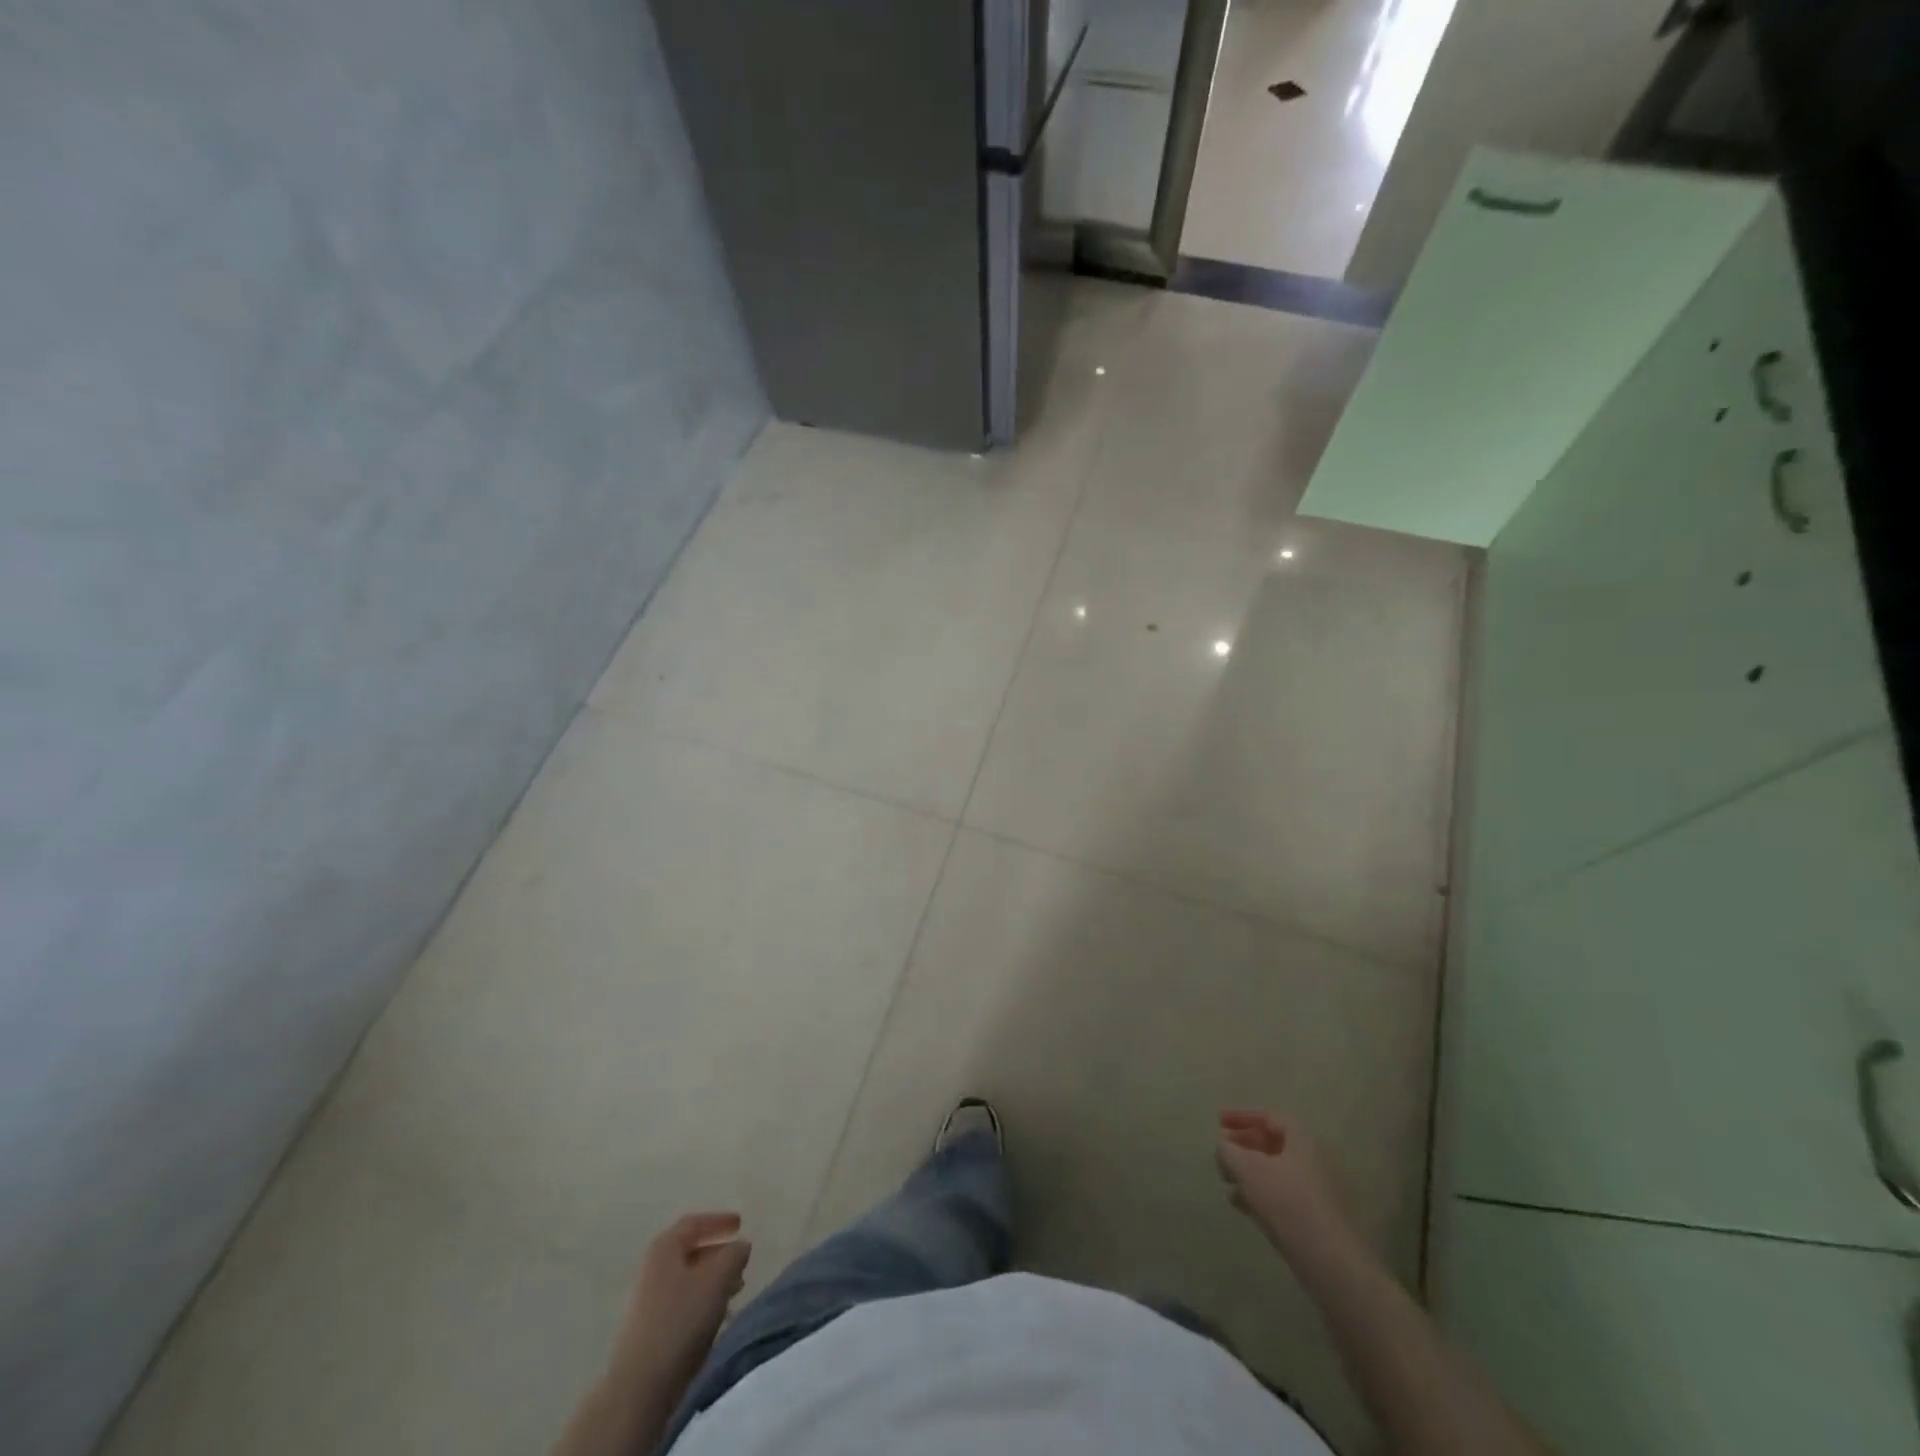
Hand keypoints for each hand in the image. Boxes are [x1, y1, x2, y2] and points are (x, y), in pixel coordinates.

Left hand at [610, 1212, 752, 1399]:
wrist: (639, 1387)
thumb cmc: (681, 1322)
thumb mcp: (717, 1281)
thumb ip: (734, 1256)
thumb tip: (741, 1245)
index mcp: (665, 1248)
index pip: (694, 1223)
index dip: (718, 1221)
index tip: (740, 1223)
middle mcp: (653, 1268)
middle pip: (690, 1250)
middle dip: (718, 1253)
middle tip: (740, 1259)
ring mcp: (648, 1300)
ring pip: (687, 1278)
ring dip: (712, 1279)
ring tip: (735, 1289)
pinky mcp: (649, 1328)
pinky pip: (682, 1301)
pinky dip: (702, 1300)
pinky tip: (716, 1315)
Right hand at [1215, 1109, 1357, 1262]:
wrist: (1332, 1264)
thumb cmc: (1288, 1204)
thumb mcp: (1248, 1170)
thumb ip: (1229, 1151)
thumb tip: (1224, 1146)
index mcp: (1303, 1139)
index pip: (1269, 1116)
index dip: (1240, 1116)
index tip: (1218, 1122)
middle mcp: (1313, 1159)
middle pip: (1272, 1143)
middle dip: (1243, 1145)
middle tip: (1221, 1152)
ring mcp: (1317, 1190)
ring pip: (1275, 1171)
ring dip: (1248, 1172)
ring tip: (1226, 1181)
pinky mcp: (1315, 1217)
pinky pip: (1282, 1195)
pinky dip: (1260, 1193)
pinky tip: (1242, 1205)